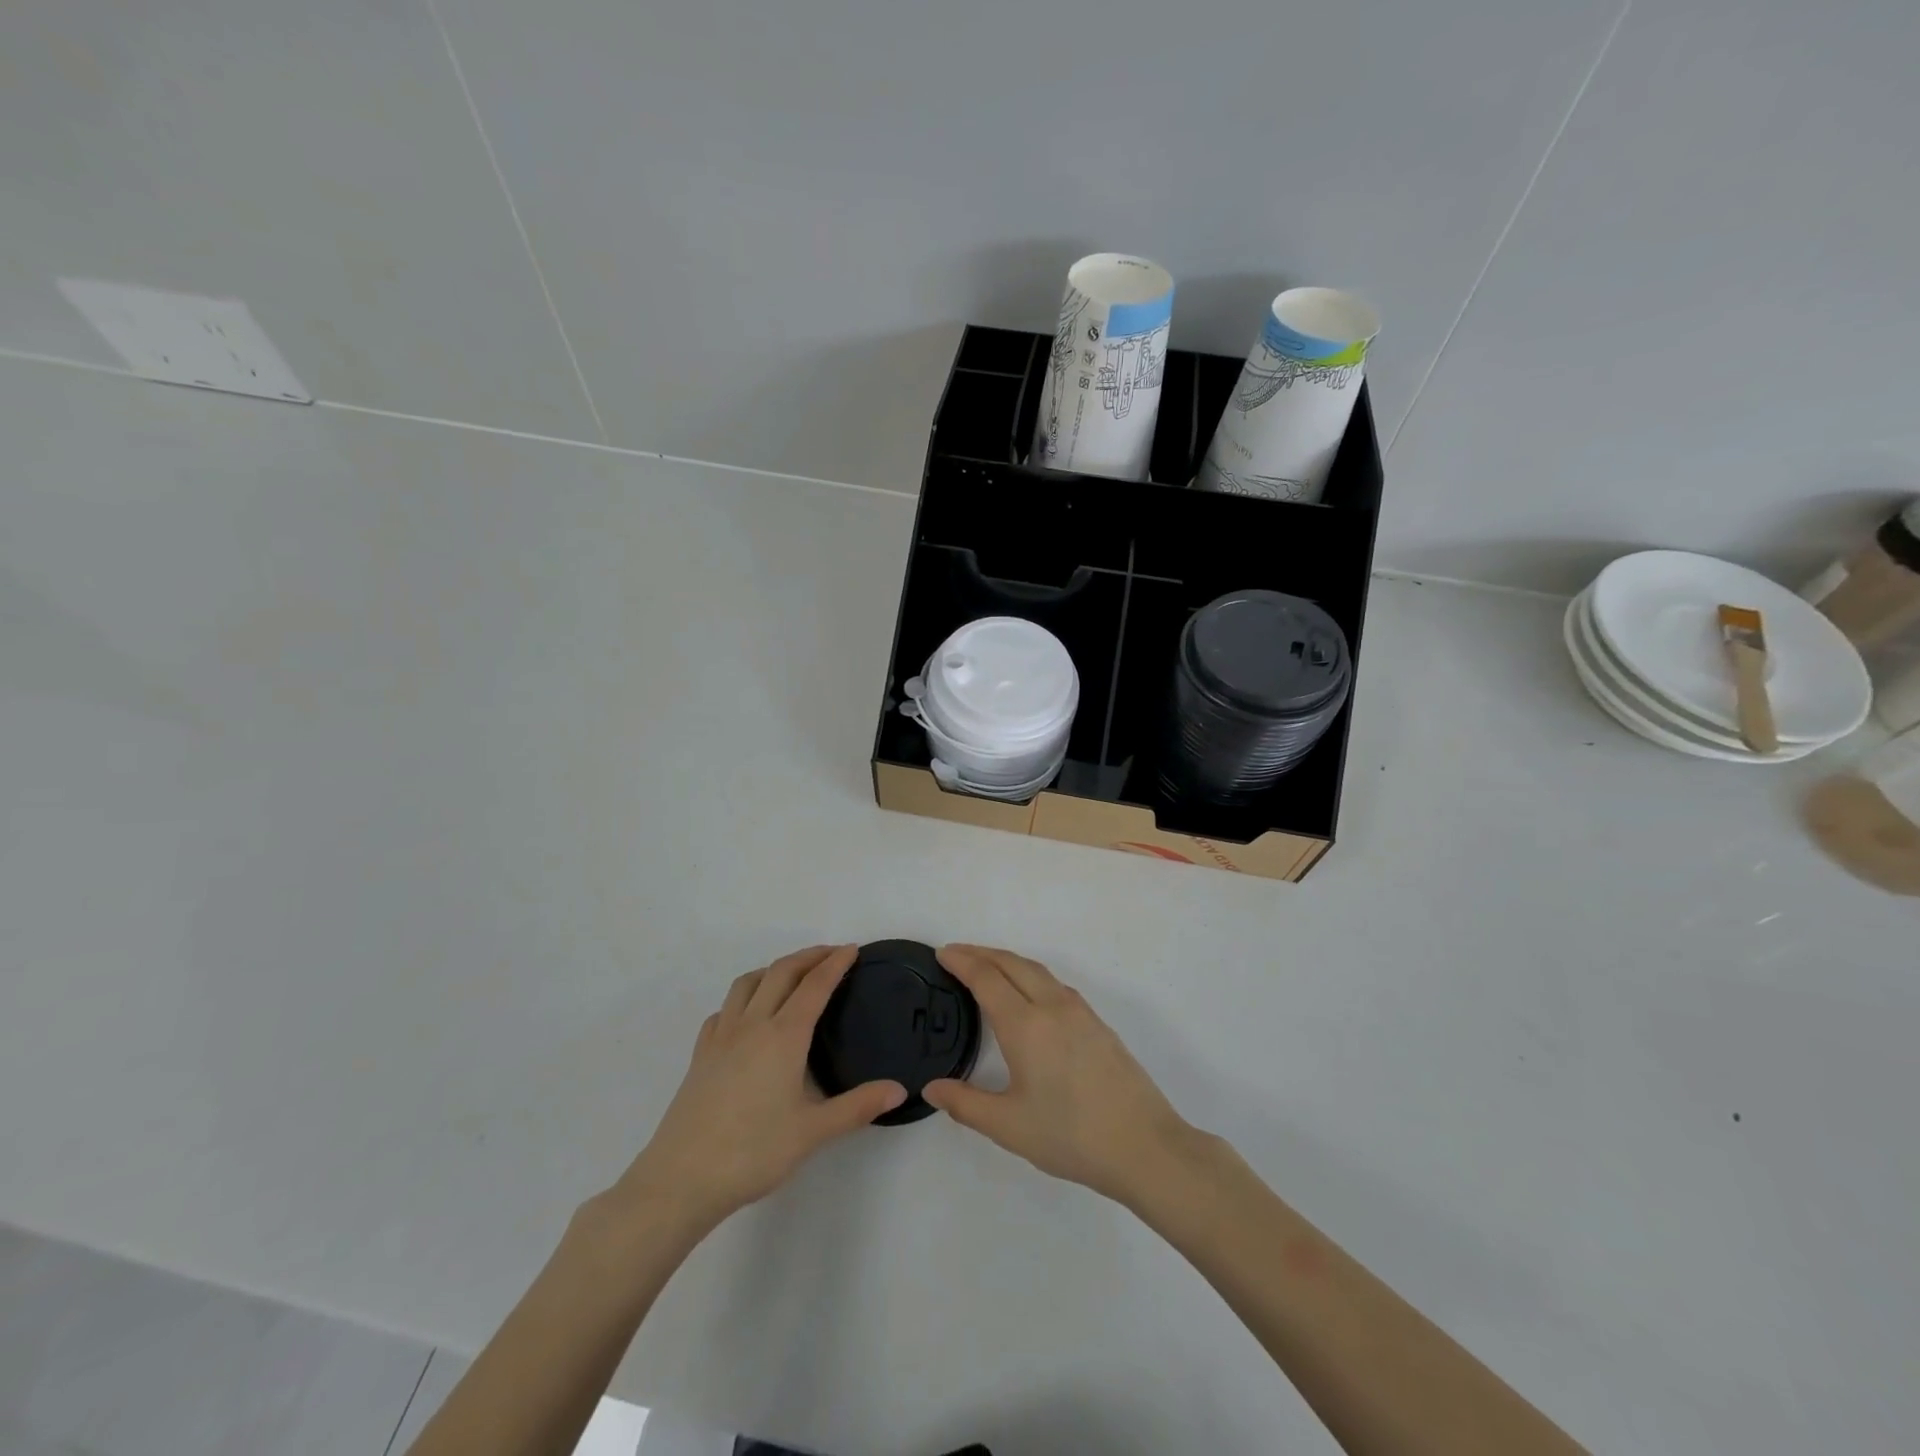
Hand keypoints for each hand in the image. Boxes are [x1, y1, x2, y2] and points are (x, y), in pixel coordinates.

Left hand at [612, 946, 905, 1231]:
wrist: (681, 1180)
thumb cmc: (752, 1153)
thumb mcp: (813, 1133)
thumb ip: (857, 1107)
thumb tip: (898, 1089)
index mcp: (784, 1036)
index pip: (815, 986)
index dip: (835, 964)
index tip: (852, 949)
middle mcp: (752, 1025)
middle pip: (781, 972)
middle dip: (808, 956)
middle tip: (831, 953)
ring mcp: (721, 1037)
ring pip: (748, 983)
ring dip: (774, 969)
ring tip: (791, 975)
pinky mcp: (700, 1054)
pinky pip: (724, 1009)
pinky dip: (742, 998)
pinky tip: (747, 1016)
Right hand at [923, 945, 1195, 1205]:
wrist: (1144, 1145)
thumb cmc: (1070, 1136)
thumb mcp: (1009, 1126)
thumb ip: (966, 1104)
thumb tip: (932, 1087)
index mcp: (1026, 1025)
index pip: (987, 978)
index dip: (962, 962)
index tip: (942, 954)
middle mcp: (1052, 1006)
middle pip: (1012, 964)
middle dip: (981, 953)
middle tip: (956, 954)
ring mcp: (1080, 1012)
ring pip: (1036, 970)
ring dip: (1007, 961)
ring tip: (987, 967)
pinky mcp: (1097, 1023)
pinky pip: (1054, 983)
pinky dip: (1030, 974)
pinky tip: (1028, 993)